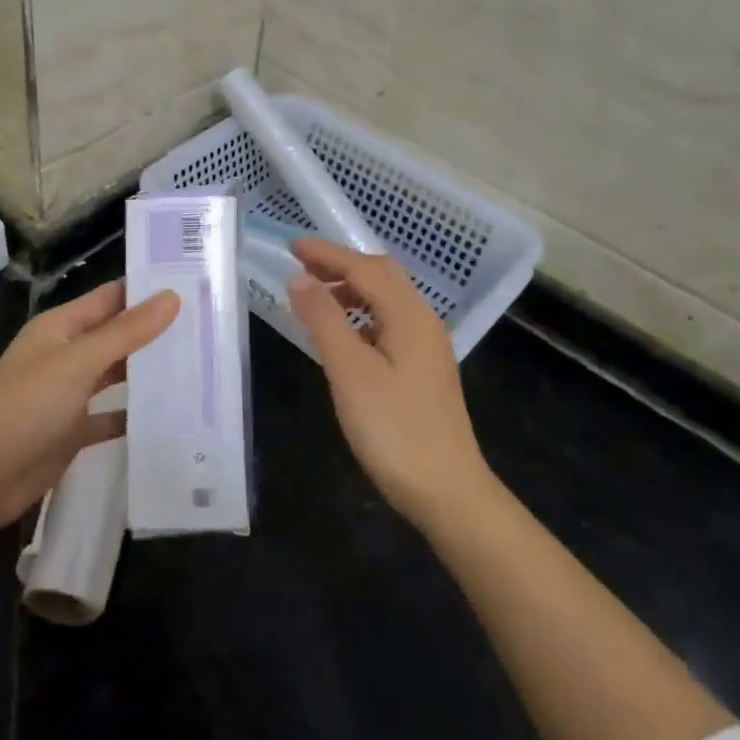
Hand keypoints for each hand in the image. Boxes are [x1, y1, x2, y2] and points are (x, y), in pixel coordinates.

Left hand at [0, 280, 178, 531]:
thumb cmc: (28, 406)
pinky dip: (133, 413)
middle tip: (205, 326)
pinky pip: (110, 415)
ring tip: (196, 364)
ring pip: (115, 374)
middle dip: (153, 331)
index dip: (145, 290)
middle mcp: (65, 354)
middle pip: (115, 335)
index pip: (110, 298)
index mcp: (60, 327)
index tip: (190, 284)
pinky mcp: (73, 430)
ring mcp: (69, 393)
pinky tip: (170, 414)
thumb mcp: (79, 362)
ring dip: (146, 371)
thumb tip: (172, 296)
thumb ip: (126, 332)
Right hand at [288, 240, 494, 529]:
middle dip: (340, 265)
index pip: (364, 267)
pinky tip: (343, 335)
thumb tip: (299, 278)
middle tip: (301, 267)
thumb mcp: (350, 372)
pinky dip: (361, 315)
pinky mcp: (423, 369)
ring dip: (351, 290)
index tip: (291, 246)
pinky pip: (388, 322)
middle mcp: (423, 322)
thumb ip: (324, 320)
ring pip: (386, 299)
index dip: (327, 254)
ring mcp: (427, 346)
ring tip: (315, 299)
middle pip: (381, 276)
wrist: (448, 492)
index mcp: (409, 315)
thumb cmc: (394, 430)